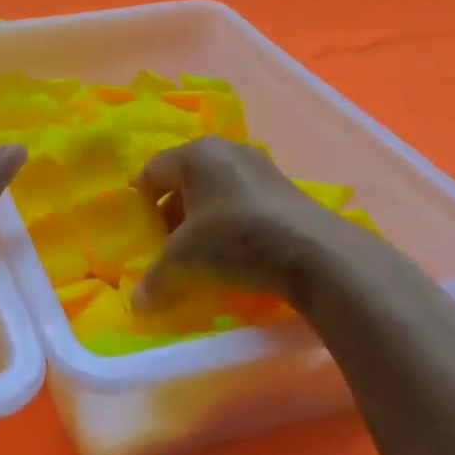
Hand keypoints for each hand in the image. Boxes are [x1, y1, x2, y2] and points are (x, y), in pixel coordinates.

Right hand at [132, 136, 387, 312]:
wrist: (317, 254)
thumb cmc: (236, 238)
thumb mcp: (185, 260)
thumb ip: (156, 277)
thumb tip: (137, 303)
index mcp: (196, 153)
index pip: (152, 171)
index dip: (140, 202)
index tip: (139, 231)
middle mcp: (226, 150)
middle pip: (184, 180)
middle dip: (171, 213)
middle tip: (166, 245)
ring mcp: (260, 166)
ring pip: (214, 191)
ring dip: (201, 219)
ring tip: (200, 253)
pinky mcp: (285, 188)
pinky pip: (242, 201)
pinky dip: (230, 222)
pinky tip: (234, 252)